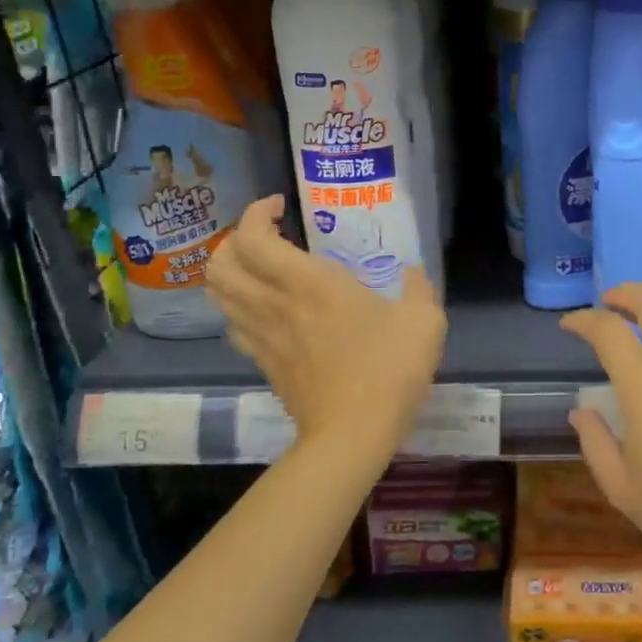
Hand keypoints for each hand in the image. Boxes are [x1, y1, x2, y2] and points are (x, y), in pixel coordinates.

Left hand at [207, 197, 445, 462]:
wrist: (353, 434)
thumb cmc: (389, 369)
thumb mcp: (423, 321)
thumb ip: (419, 288)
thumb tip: (415, 273)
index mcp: (310, 283)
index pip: (253, 237)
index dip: (255, 212)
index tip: (280, 206)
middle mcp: (275, 303)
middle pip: (219, 263)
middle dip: (233, 240)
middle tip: (266, 237)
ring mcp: (263, 336)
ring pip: (218, 294)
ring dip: (230, 272)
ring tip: (260, 268)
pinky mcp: (264, 364)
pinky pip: (234, 324)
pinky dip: (239, 307)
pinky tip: (267, 309)